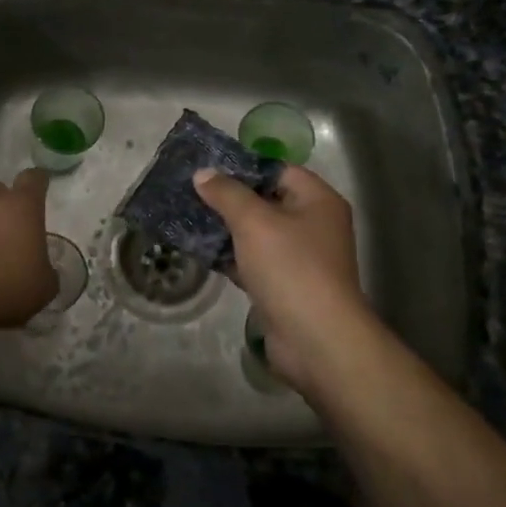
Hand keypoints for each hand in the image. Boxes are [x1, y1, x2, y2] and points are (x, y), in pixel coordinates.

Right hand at [193, 164, 376, 397]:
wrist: (315, 339)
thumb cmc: (290, 267)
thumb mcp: (254, 221)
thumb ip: (226, 193)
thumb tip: (203, 173)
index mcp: (318, 201)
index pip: (279, 170)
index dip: (244, 167)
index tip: (208, 168)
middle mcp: (314, 225)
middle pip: (266, 201)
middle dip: (229, 198)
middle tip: (190, 191)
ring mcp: (300, 258)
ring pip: (257, 233)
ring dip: (226, 228)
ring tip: (188, 217)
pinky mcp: (285, 286)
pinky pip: (253, 261)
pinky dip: (230, 256)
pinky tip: (200, 251)